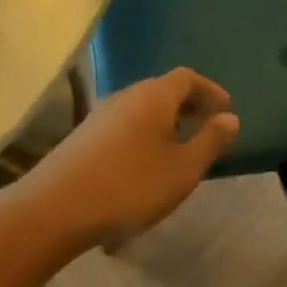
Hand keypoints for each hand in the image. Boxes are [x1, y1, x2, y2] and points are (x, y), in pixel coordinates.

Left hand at [20, 68, 239, 252]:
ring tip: (180, 150)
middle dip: (188, 106)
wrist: (57, 208)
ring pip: (141, 109)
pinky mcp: (84, 138)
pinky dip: (145, 135)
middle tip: (207, 129)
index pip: (187, 78)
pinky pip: (124, 126)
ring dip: (165, 123)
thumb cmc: (131, 186)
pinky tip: (146, 164)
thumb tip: (229, 118)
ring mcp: (99, 116)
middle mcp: (125, 96)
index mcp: (153, 96)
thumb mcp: (183, 169)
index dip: (210, 91)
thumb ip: (209, 141)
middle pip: (162, 90)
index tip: (226, 111)